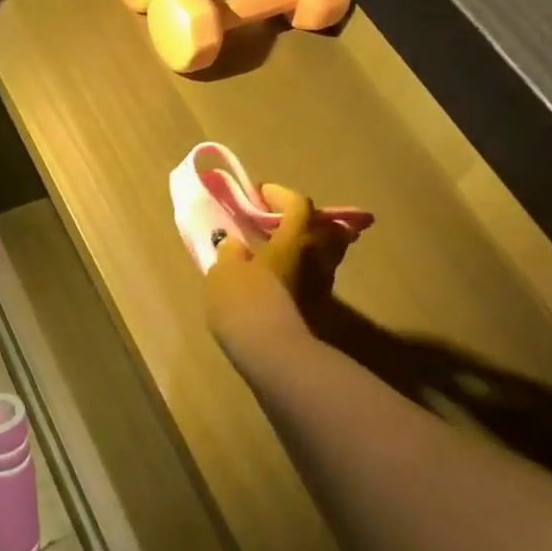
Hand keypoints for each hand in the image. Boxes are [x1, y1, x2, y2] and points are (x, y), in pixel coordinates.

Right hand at [204, 184, 356, 369]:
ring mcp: (323, 287)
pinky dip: (302, 275)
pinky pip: (314, 281)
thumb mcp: (224, 271)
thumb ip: (230, 252)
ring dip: (306, 249)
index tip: (261, 195)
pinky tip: (280, 283)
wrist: (273, 355)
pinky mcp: (320, 313)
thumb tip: (236, 245)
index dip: (281, 195)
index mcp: (296, 239)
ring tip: (278, 255)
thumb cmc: (246, 302)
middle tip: (282, 224)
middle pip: (327, 229)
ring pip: (323, 256)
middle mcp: (317, 258)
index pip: (299, 204)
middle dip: (308, 221)